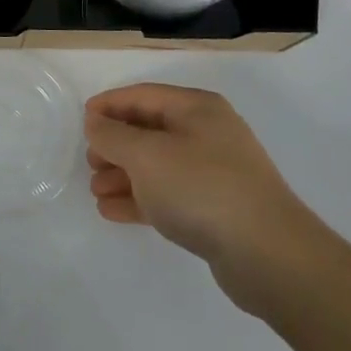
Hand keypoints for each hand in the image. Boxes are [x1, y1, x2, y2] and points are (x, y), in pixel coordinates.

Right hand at [85, 84, 324, 313]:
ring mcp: (215, 172)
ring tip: (96, 191)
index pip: (143, 95)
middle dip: (116, 145)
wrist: (269, 255)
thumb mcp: (147, 155)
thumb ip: (114, 136)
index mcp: (196, 108)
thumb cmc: (202, 188)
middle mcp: (207, 133)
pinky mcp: (217, 209)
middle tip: (89, 162)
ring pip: (158, 165)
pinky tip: (114, 212)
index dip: (110, 105)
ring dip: (124, 175)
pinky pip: (170, 195)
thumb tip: (95, 122)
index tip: (81, 120)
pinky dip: (141, 199)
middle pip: (150, 130)